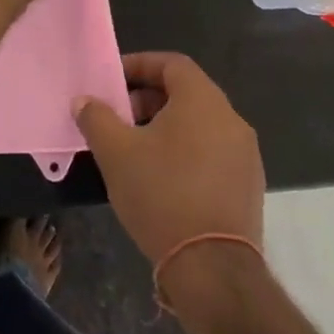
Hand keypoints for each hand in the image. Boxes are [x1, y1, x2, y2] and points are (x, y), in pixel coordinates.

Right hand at [76, 53, 264, 265]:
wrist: (213, 269)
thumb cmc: (162, 194)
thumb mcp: (115, 152)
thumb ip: (96, 118)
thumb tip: (84, 101)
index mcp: (203, 101)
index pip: (172, 64)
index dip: (140, 65)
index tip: (113, 81)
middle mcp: (231, 120)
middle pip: (186, 93)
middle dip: (148, 99)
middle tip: (119, 118)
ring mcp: (245, 155)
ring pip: (200, 125)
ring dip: (166, 127)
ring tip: (136, 150)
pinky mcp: (248, 187)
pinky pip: (213, 153)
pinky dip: (187, 152)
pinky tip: (163, 179)